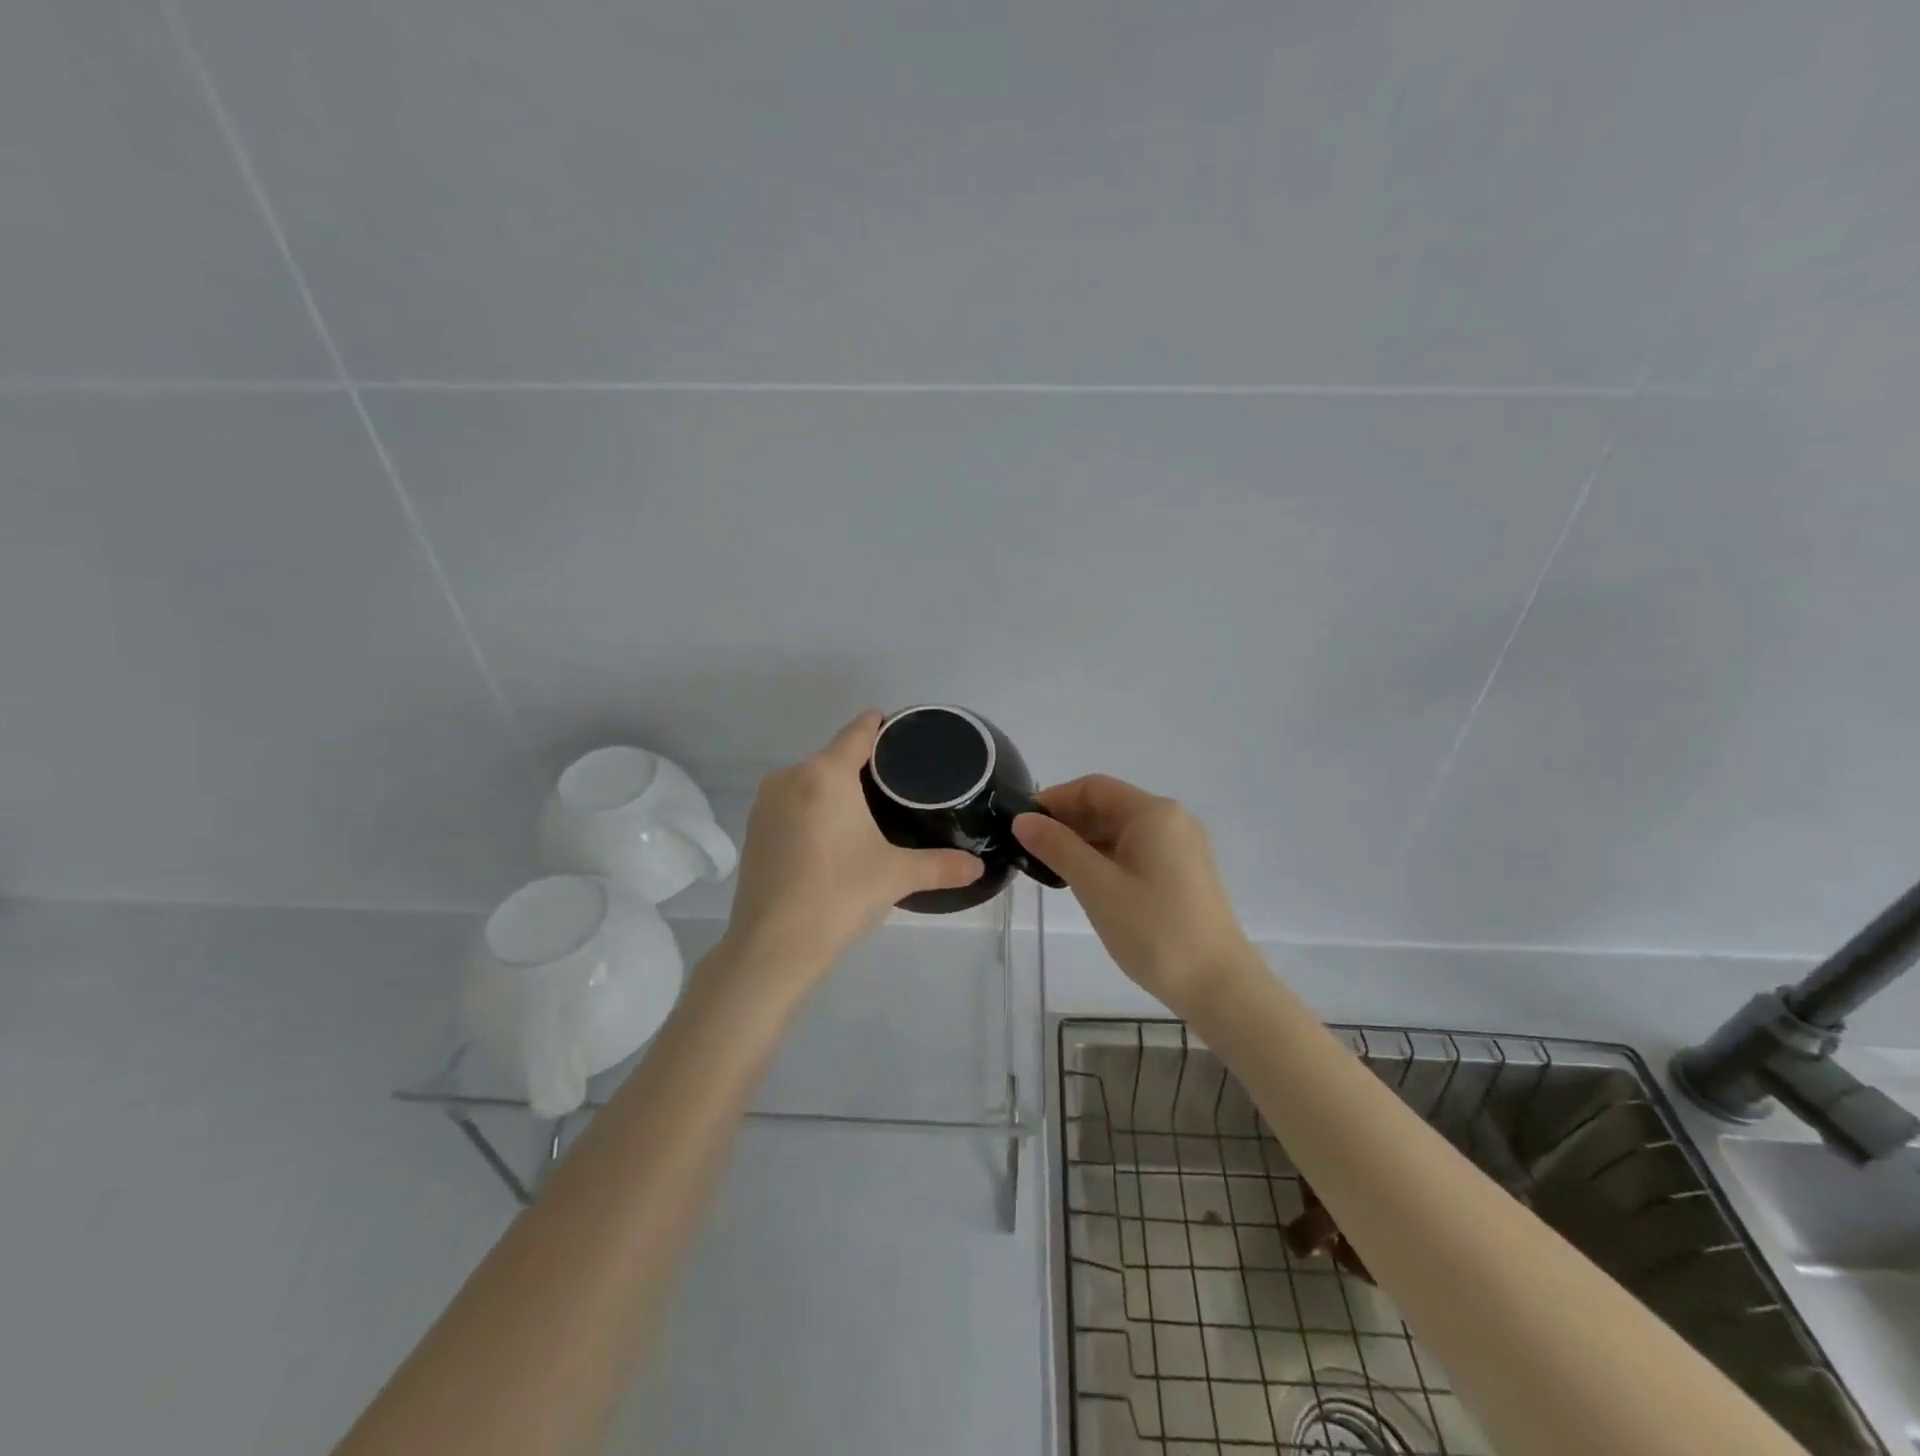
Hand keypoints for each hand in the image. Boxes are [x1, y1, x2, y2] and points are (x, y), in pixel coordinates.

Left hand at [721, 711, 983, 985]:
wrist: (772, 946)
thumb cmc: (839, 896)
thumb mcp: (896, 876)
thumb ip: (941, 865)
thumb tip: (978, 867)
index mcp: (826, 774)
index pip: (859, 731)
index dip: (882, 725)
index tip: (904, 732)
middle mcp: (790, 776)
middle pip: (834, 756)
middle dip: (863, 765)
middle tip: (898, 785)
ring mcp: (765, 803)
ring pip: (810, 780)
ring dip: (835, 788)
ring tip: (868, 810)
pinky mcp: (753, 829)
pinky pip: (791, 803)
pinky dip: (813, 809)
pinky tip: (831, 835)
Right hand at [1013, 776, 1251, 1011]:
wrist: (1218, 985)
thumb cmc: (1154, 930)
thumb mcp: (1097, 886)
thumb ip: (1058, 848)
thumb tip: (1023, 820)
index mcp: (1153, 813)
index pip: (1094, 788)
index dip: (1054, 800)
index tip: (1022, 823)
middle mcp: (1171, 821)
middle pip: (1109, 806)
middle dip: (1068, 822)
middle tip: (1030, 849)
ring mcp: (1181, 848)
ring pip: (1122, 831)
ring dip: (1085, 842)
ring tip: (1050, 868)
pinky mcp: (1184, 874)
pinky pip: (1136, 851)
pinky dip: (1106, 858)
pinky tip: (1085, 881)